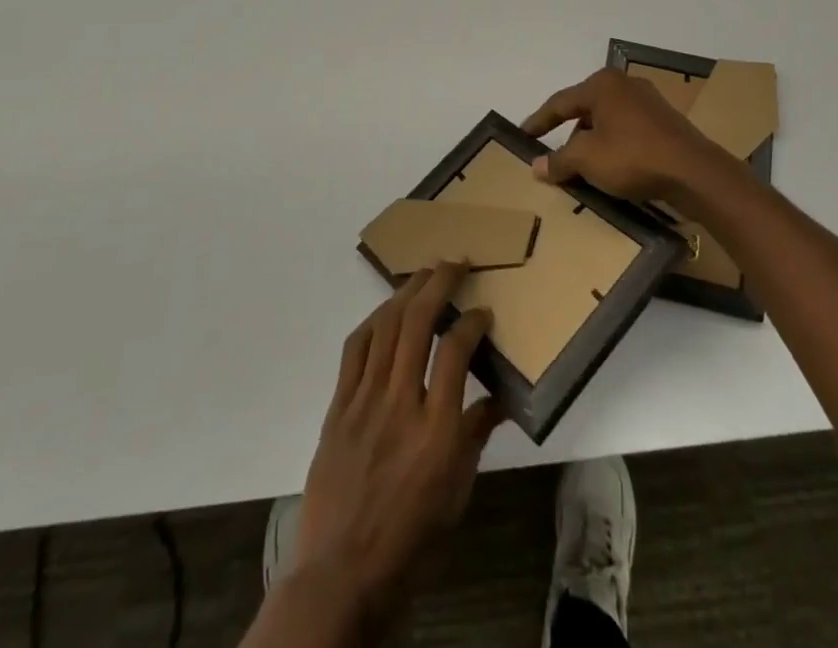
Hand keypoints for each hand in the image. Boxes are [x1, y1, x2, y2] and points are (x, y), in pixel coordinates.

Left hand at [294, 263, 504, 621]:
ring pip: (384, 327)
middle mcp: (400, 404)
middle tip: (455, 262)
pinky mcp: (338, 407)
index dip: (472, 321)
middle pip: (417, 323)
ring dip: (406, 292)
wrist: (341, 575)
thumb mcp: (457, 494)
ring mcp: (364, 401)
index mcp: (437, 430)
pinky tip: (385, 312)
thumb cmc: (410, 540)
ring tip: (423, 273)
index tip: (482, 311)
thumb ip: (476, 436)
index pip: (456, 350)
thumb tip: (499, 400)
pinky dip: (373, 322)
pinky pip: (355, 350)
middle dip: (438, 283)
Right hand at [523, 68, 730, 203]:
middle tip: (555, 157)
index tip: (522, 135)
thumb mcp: (587, 160)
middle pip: (585, 110)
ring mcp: (648, 101)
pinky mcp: (665, 121)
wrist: (694, 172)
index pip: (560, 102)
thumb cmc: (633, 157)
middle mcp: (624, 85)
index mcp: (602, 85)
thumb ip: (559, 160)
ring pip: (607, 121)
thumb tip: (536, 165)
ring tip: (584, 168)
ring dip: (592, 143)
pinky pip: (627, 130)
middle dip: (568, 135)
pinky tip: (612, 168)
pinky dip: (614, 146)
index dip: (539, 121)